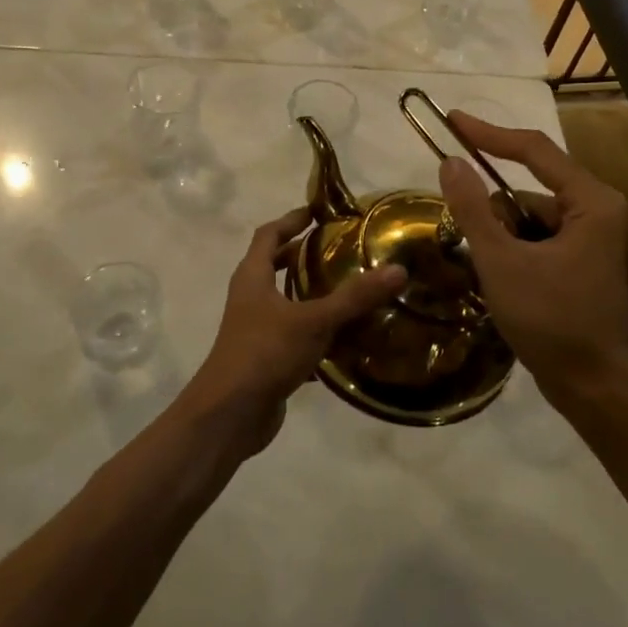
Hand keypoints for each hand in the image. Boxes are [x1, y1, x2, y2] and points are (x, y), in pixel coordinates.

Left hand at [178, 208, 406, 456]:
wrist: (230, 415)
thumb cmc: (265, 353)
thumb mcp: (314, 320)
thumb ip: (354, 297)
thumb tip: (398, 270)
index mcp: (252, 277)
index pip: (268, 234)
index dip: (291, 219)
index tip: (318, 211)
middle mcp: (250, 298)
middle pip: (274, 266)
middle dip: (303, 256)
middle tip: (339, 249)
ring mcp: (256, 330)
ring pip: (286, 303)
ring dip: (312, 295)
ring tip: (350, 290)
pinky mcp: (266, 359)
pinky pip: (295, 337)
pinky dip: (317, 334)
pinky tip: (347, 340)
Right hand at [437, 113, 627, 410]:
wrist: (592, 387)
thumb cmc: (551, 321)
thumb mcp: (502, 262)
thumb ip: (473, 209)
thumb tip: (449, 162)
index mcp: (591, 201)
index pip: (534, 149)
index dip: (489, 133)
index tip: (451, 121)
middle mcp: (597, 209)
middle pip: (529, 187)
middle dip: (492, 210)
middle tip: (466, 235)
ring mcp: (591, 236)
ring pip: (528, 216)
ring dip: (500, 235)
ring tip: (487, 271)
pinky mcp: (580, 259)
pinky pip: (536, 237)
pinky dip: (512, 249)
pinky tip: (500, 280)